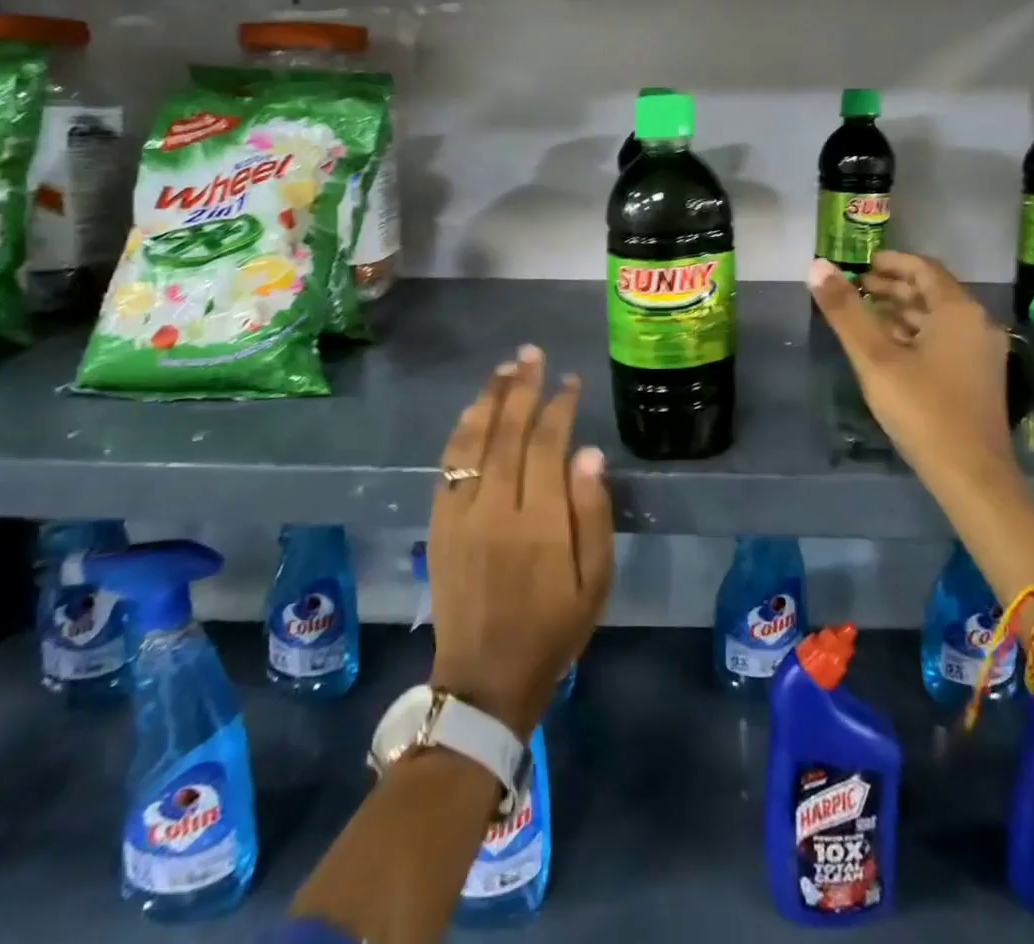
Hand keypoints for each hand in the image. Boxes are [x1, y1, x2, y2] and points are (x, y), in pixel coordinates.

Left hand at [427, 345, 614, 739]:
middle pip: (506, 432)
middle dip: (521, 387)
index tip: (570, 381)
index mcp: (539, 524)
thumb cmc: (553, 629)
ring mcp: (460, 515)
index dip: (558, 406)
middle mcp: (495, 509)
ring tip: (503, 369)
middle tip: (531, 354)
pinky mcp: (438, 524)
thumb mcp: (594, 582)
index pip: (546, 445)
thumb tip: (588, 451)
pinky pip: (447, 465)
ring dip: (488, 399)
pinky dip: (460, 432)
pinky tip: (472, 411)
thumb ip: (592, 514)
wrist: (485, 678)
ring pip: (472, 441)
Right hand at [809, 253, 1015, 484]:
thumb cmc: (922, 409)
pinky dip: (915, 333)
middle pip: (932, 292)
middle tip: (855, 288)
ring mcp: (981, 353)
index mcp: (958, 311)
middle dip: (892, 286)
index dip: (891, 262)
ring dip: (901, 311)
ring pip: (937, 318)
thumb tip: (816, 266)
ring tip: (864, 314)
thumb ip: (845, 311)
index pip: (924, 268)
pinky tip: (888, 347)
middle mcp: (977, 324)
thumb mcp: (874, 357)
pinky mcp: (978, 377)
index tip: (860, 264)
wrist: (971, 475)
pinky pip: (944, 340)